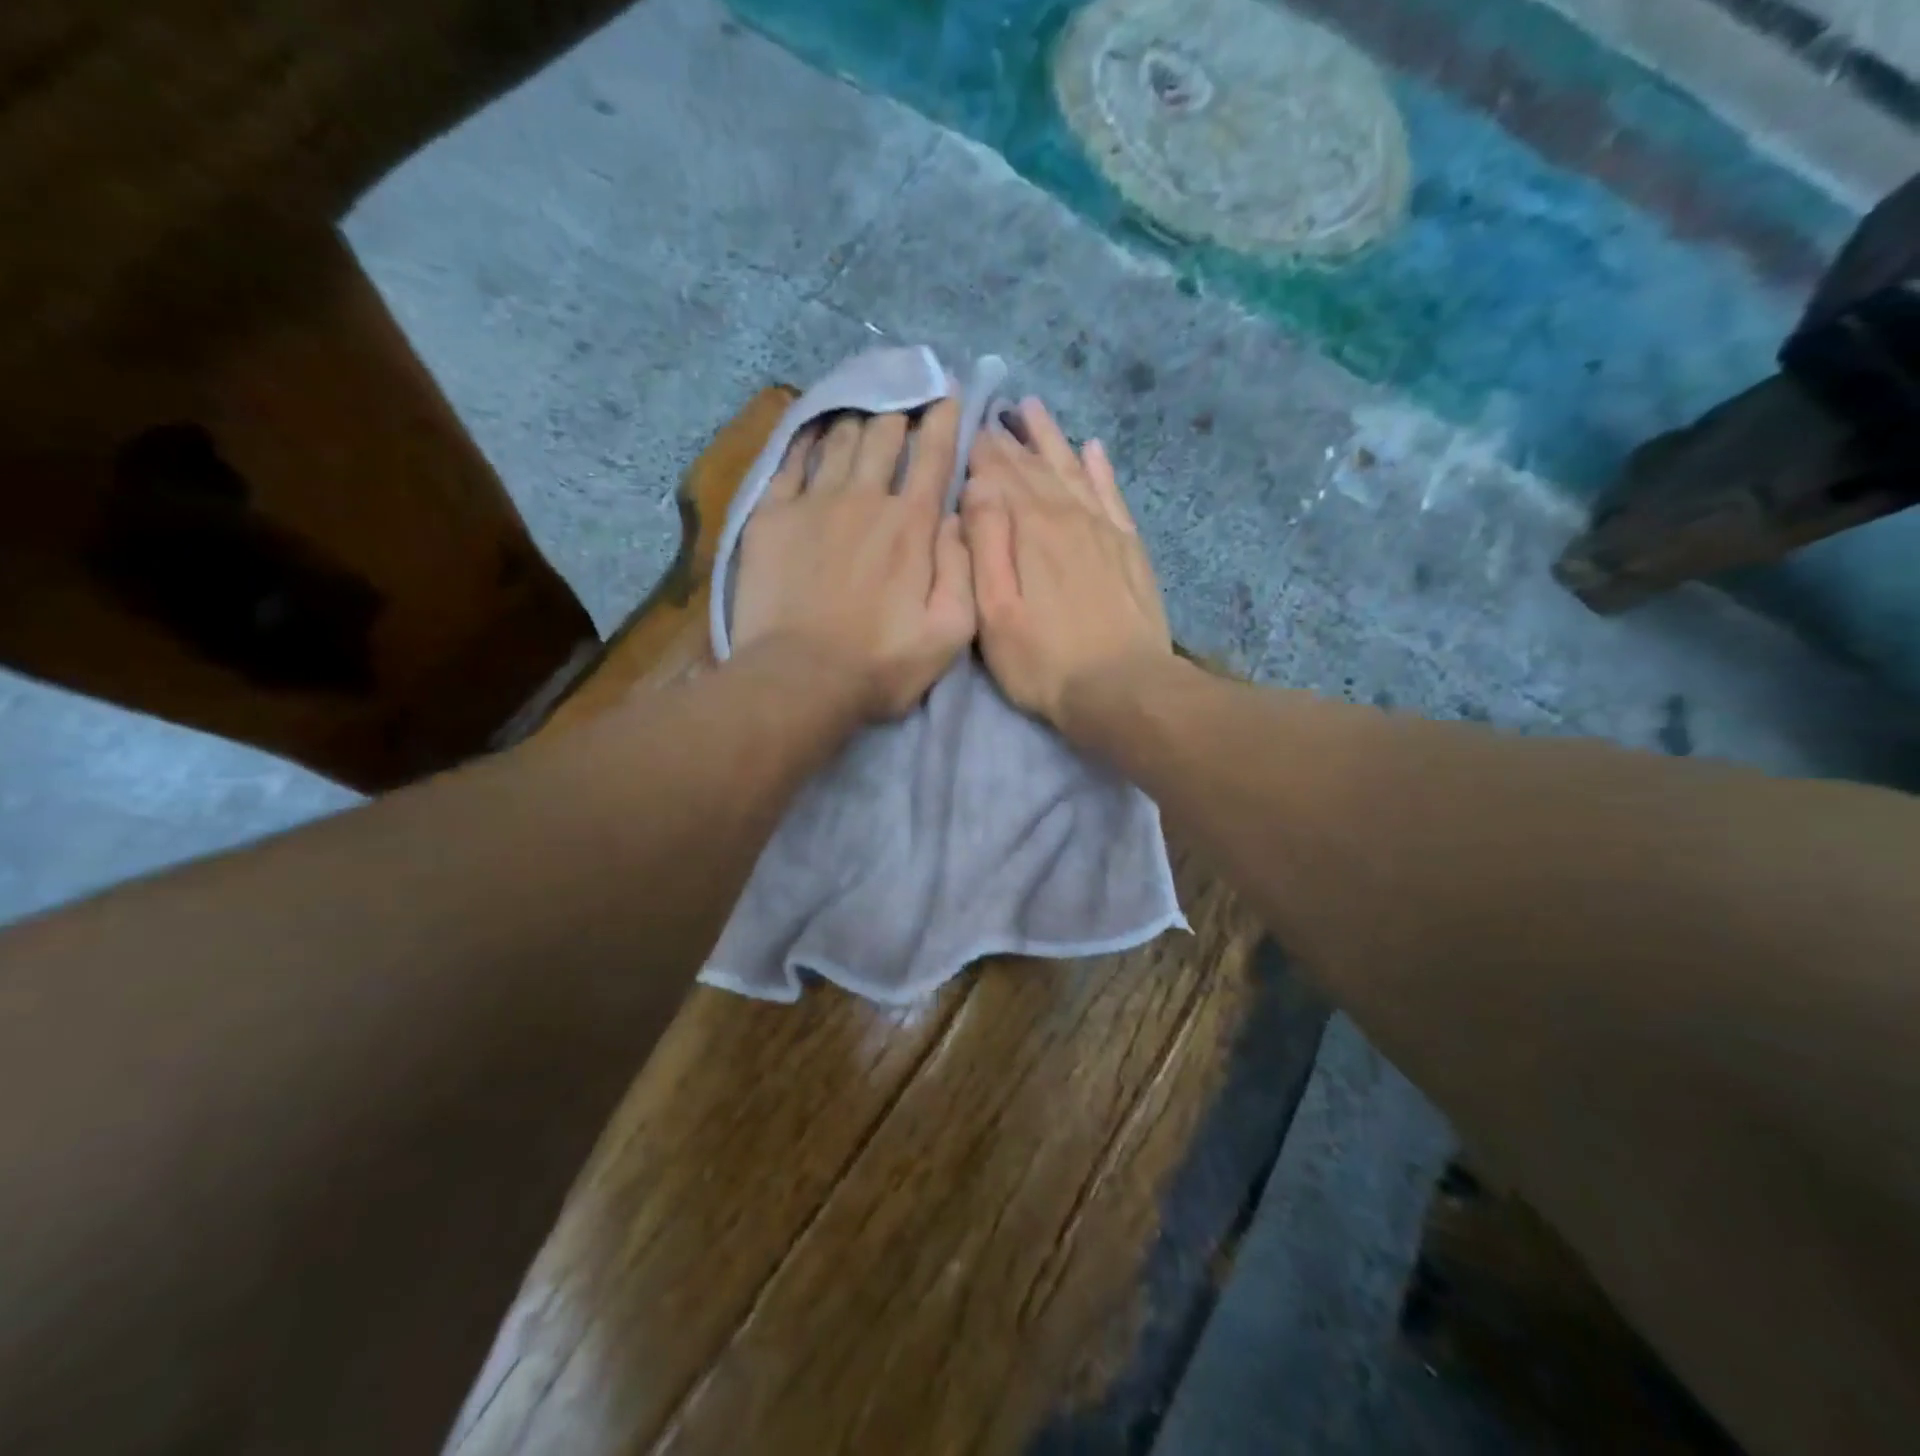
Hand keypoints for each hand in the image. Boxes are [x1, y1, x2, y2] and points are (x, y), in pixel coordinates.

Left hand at [733, 400, 974, 720]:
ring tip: (862, 411)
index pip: (933, 455)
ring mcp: (814, 502)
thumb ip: (964, 568)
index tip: (948, 393)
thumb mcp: (951, 631)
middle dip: (898, 413)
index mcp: (911, 525)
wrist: (800, 679)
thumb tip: (958, 515)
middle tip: (902, 404)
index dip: (944, 418)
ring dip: (856, 420)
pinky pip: (790, 461)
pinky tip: (812, 430)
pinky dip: (806, 439)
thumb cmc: (881, 663)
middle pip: (884, 435)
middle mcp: (865, 498)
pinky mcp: (771, 516)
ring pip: (839, 439)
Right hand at [961, 397, 1171, 731]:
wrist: (1122, 688)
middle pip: (1035, 468)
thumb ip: (984, 545)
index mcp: (1030, 530)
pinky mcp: (1129, 547)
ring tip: (1033, 409)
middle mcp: (1068, 516)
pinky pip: (1112, 494)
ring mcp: (1104, 529)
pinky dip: (1100, 469)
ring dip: (1051, 439)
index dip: (982, 452)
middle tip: (993, 412)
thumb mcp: (994, 613)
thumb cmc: (1043, 661)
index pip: (1000, 477)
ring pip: (1073, 470)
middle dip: (1011, 440)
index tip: (967, 428)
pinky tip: (1093, 450)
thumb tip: (977, 487)